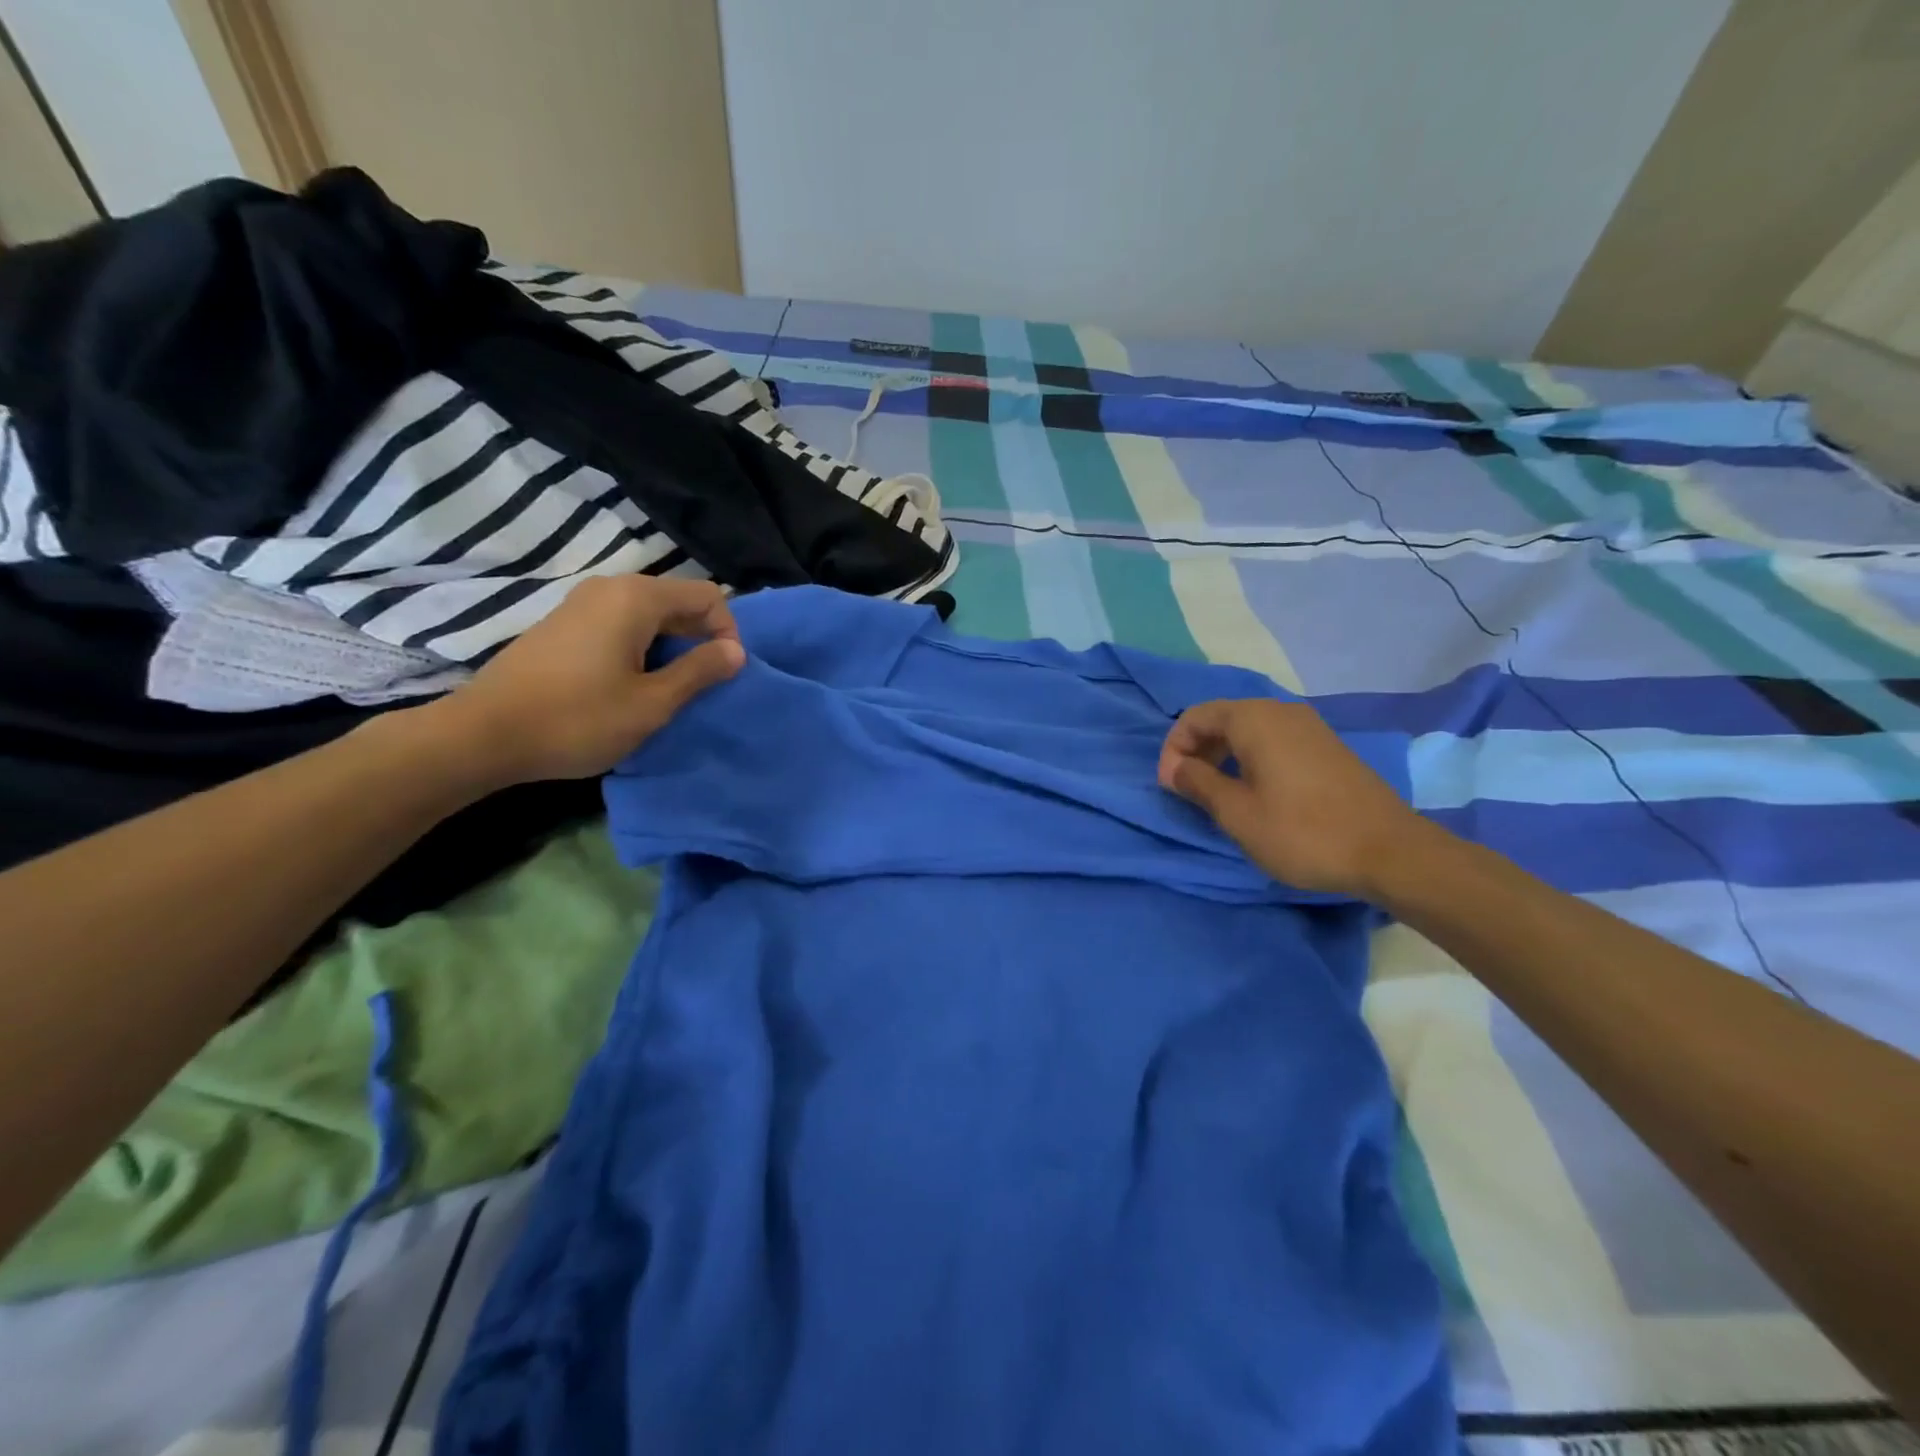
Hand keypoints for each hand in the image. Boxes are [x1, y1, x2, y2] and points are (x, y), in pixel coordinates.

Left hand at [424, 575, 744, 789]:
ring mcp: (581, 603)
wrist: (483, 736)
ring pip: (649, 615)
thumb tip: (736, 651)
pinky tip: (630, 685)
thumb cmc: (577, 720)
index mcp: (636, 598)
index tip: (721, 676)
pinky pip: (621, 624)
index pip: (708, 596)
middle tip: (699, 687)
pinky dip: (641, 648)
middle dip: (699, 640)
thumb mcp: (652, 703)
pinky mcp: (563, 624)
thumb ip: (699, 672)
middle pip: (678, 601)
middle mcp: (610, 588)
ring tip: (667, 689)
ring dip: (670, 647)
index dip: (727, 634)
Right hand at [1158, 698, 1426, 899]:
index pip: (1195, 716)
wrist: (1389, 851)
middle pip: (1223, 719)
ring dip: (1224, 756)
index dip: (1173, 748)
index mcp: (1253, 719)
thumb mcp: (1237, 813)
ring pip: (1249, 730)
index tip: (1170, 785)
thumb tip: (1175, 768)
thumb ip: (1198, 783)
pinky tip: (1256, 793)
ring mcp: (1309, 727)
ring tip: (1218, 794)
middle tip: (1188, 790)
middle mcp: (1281, 712)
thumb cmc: (1301, 832)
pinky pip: (1274, 741)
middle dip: (1197, 750)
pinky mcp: (1327, 747)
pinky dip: (1252, 759)